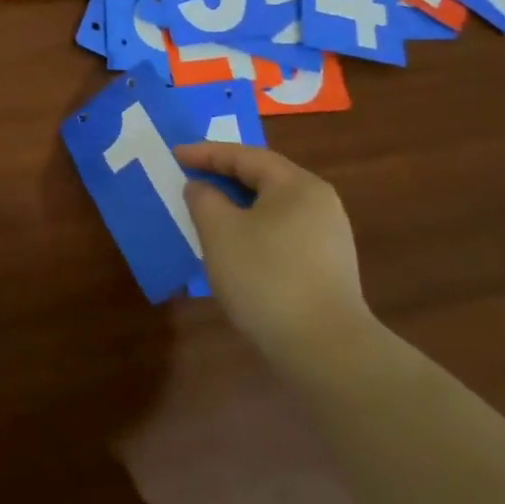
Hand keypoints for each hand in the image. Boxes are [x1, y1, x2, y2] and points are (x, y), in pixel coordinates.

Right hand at [173, 142, 375, 363]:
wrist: (325, 350)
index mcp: (296, 185)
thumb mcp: (220, 232)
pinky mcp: (328, 267)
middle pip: (264, 177)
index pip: (245, 156)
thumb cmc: (266, 278)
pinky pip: (283, 231)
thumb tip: (202, 187)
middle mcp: (319, 202)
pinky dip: (254, 228)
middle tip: (190, 177)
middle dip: (224, 176)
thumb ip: (204, 199)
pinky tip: (236, 246)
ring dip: (238, 204)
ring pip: (273, 207)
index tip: (175, 154)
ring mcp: (328, 236)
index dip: (206, 153)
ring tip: (208, 211)